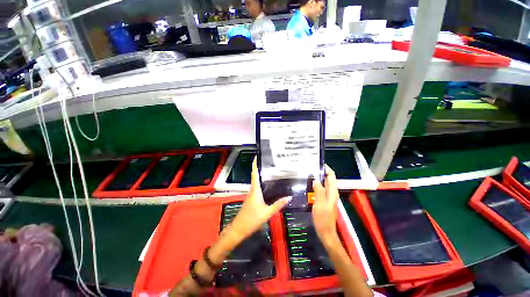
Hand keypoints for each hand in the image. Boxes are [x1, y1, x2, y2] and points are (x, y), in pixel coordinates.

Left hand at [228, 158, 290, 242]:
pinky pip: (258, 188)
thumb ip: (278, 205)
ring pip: (257, 182)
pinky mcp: (252, 199)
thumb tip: (289, 197)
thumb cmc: (251, 219)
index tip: (257, 156)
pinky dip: (263, 184)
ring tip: (273, 172)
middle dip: (261, 168)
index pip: (255, 174)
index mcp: (255, 190)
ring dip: (262, 176)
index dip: (255, 164)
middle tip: (271, 163)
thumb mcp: (267, 213)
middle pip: (256, 176)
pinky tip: (270, 186)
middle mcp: (252, 190)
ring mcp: (251, 195)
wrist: (239, 229)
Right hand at [312, 164, 339, 244]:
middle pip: (328, 178)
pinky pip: (321, 188)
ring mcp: (328, 196)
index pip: (331, 176)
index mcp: (332, 192)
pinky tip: (309, 184)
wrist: (326, 232)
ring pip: (324, 183)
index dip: (326, 168)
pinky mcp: (324, 200)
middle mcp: (332, 192)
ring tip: (308, 172)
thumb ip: (319, 191)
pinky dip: (316, 184)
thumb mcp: (320, 204)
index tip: (318, 162)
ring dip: (318, 177)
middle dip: (321, 171)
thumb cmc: (323, 219)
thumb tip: (316, 179)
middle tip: (310, 166)